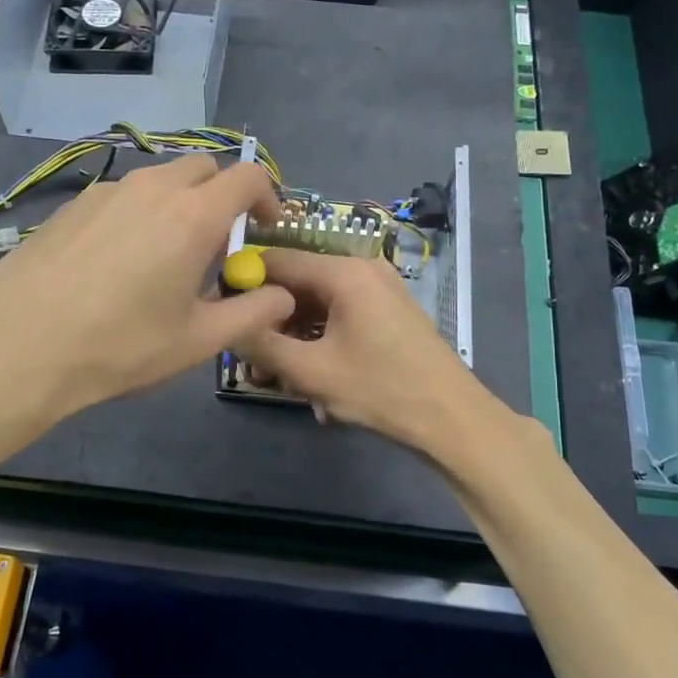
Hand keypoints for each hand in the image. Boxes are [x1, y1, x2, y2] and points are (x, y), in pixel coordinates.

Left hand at [0, 156, 295, 423]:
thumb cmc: (119, 346)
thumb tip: (283, 295)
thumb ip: (251, 313)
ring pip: (160, 179)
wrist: (17, 346)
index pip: (248, 176)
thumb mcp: (197, 341)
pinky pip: (122, 195)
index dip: (268, 196)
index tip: (266, 229)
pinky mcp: (72, 205)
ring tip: (168, 256)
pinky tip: (119, 261)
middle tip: (218, 245)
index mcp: (193, 215)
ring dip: (180, 203)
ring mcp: (106, 192)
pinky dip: (140, 212)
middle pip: (204, 169)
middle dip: (223, 196)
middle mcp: (152, 188)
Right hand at [235, 248, 497, 452]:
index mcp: (344, 272)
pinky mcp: (388, 311)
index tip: (226, 315)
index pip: (277, 259)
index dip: (246, 283)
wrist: (451, 418)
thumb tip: (227, 323)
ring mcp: (379, 289)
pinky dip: (320, 340)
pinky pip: (340, 315)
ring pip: (318, 304)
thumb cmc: (380, 390)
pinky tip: (314, 378)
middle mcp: (362, 269)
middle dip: (272, 320)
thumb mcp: (311, 371)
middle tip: (252, 359)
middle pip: (298, 283)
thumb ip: (262, 343)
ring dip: (295, 337)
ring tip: (281, 378)